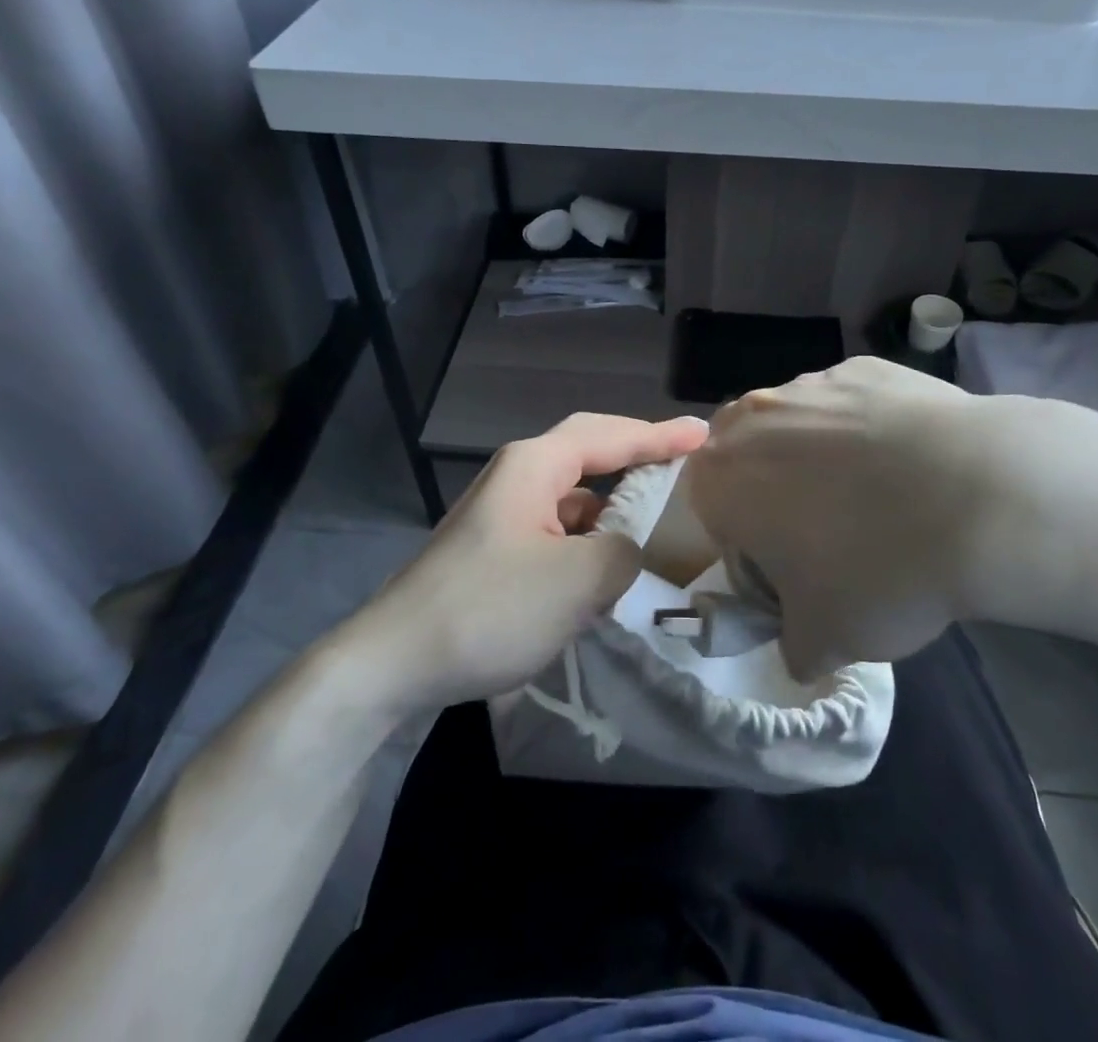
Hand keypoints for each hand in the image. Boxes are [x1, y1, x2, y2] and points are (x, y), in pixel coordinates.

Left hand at [357, 412, 709, 709]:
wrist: (393, 662)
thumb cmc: (490, 609)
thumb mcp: (578, 581)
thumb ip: (623, 552)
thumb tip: (624, 548)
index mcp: (535, 465)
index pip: (610, 436)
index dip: (660, 435)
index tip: (704, 434)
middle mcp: (517, 476)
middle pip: (588, 452)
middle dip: (635, 454)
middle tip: (681, 459)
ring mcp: (501, 513)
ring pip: (572, 495)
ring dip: (611, 505)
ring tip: (652, 522)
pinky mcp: (493, 549)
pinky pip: (555, 528)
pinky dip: (586, 538)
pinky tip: (601, 569)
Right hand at [686, 357, 1023, 679]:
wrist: (980, 497)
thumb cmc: (878, 570)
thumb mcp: (825, 641)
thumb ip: (793, 645)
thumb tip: (802, 646)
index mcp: (722, 476)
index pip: (707, 505)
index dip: (742, 538)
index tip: (785, 564)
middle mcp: (754, 416)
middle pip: (747, 453)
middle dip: (772, 486)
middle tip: (824, 527)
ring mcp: (813, 383)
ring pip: (798, 422)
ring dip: (819, 454)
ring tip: (880, 494)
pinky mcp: (867, 367)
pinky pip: (851, 403)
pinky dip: (868, 427)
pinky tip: (912, 460)